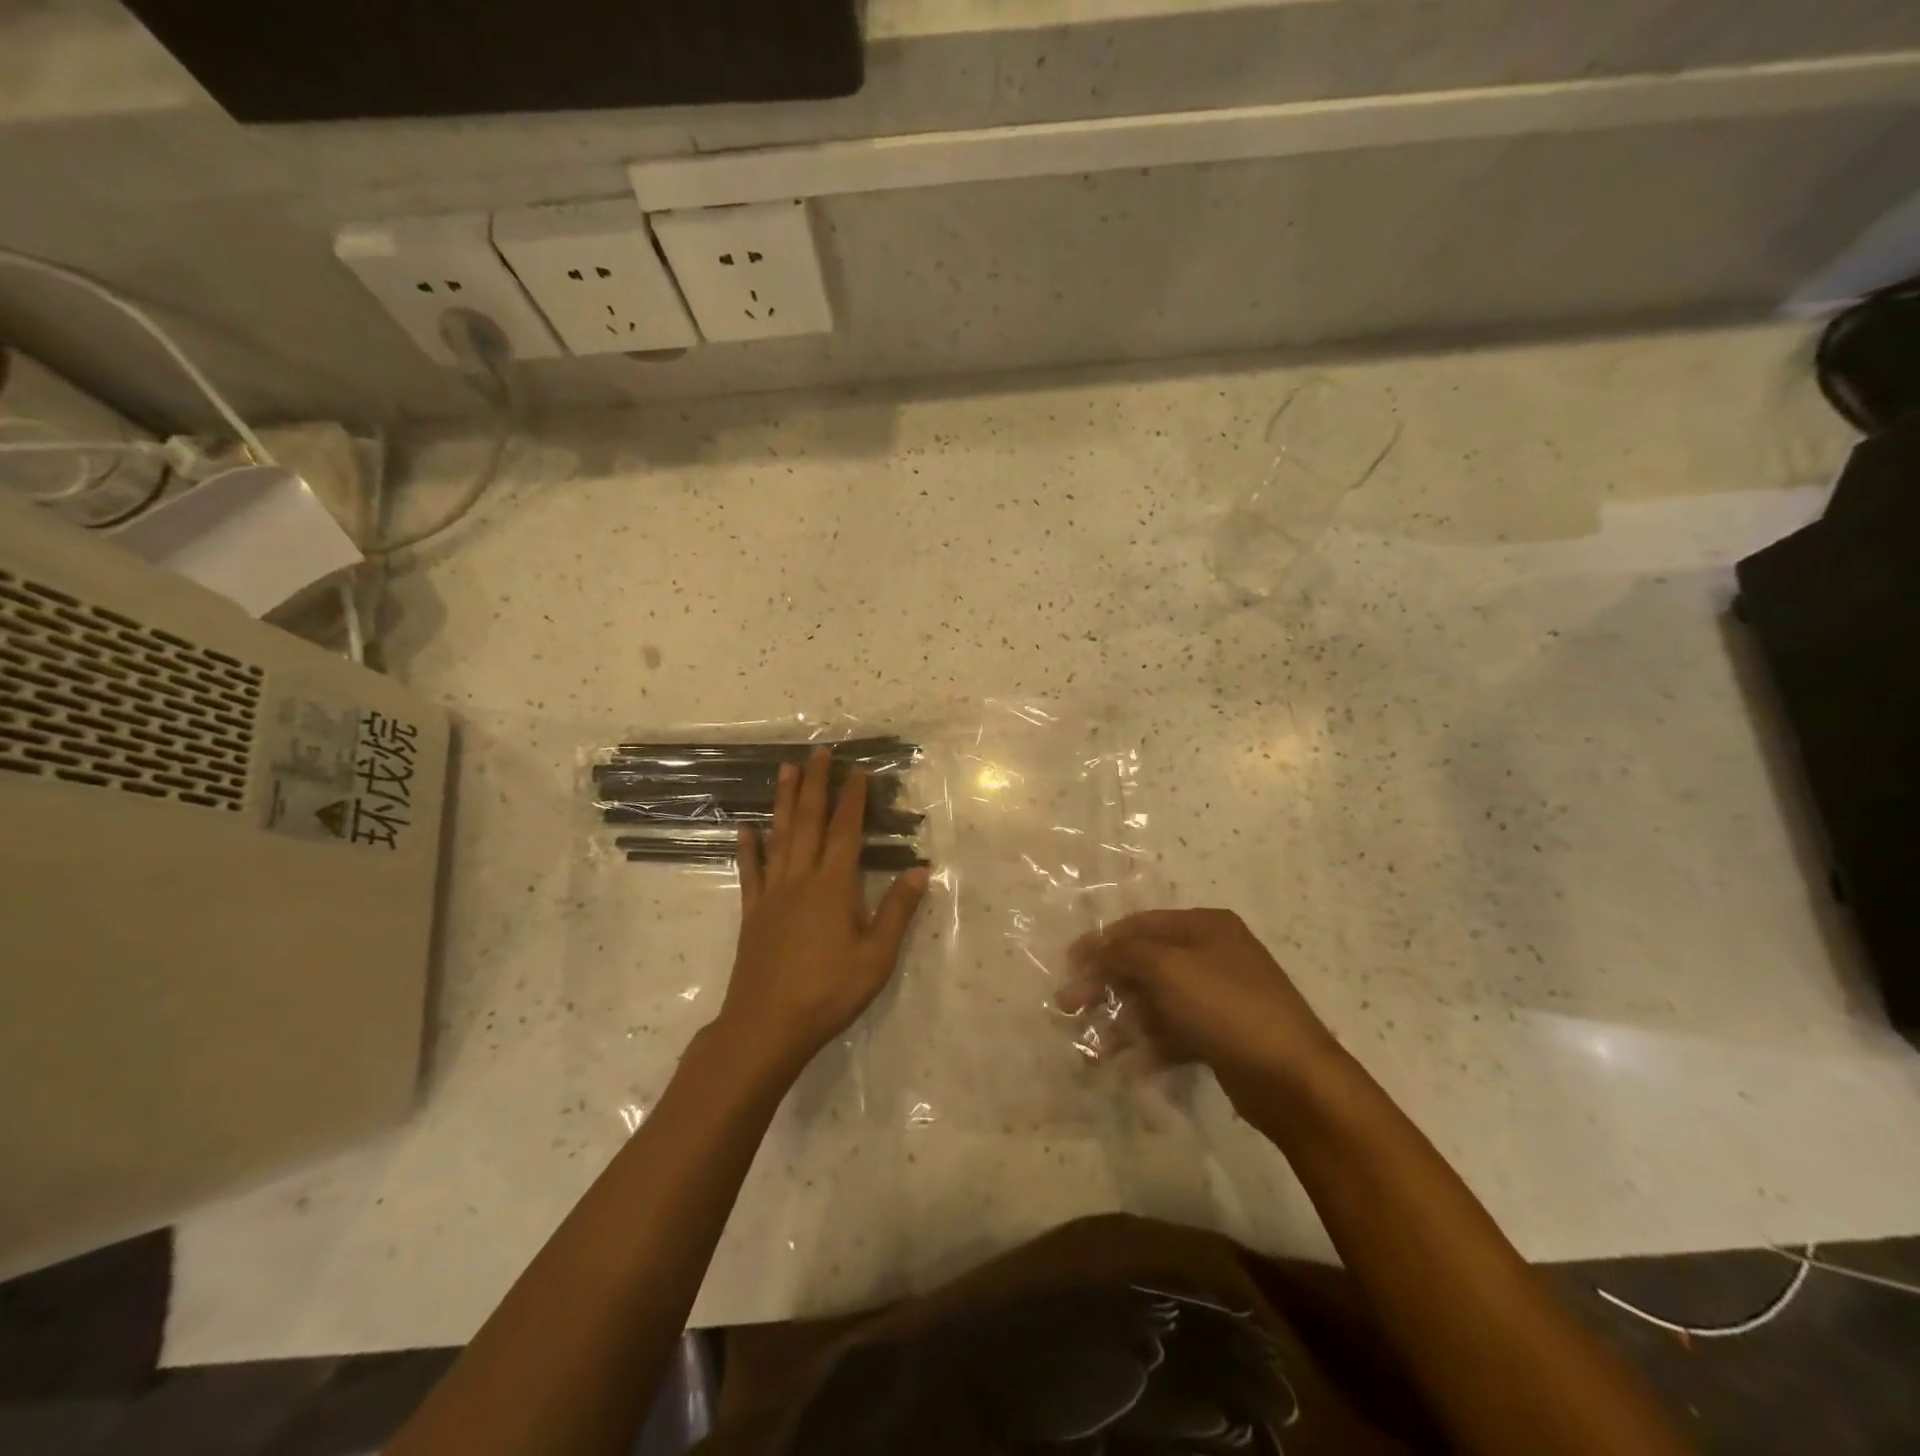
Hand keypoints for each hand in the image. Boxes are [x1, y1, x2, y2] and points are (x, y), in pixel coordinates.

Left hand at [716, 747, 929, 1076]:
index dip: (853, 799)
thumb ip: (897, 911)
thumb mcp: (876, 957)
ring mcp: (772, 894)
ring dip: (784, 802)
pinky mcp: (752, 913)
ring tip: (785, 770)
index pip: (846, 832)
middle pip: (809, 822)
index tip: (858, 770)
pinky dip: (748, 849)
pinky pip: (750, 872)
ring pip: (779, 837)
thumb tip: (921, 869)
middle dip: (816, 784)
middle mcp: (801, 879)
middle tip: (818, 752)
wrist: (766, 1026)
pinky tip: (745, 830)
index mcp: (834, 886)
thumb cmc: (828, 992)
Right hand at [1058, 908, 1341, 1106]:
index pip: (1140, 925)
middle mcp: (1211, 954)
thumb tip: (1092, 947)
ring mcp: (1217, 997)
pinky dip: (1149, 1047)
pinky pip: (1173, 1033)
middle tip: (1068, 1007)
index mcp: (1204, 926)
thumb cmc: (1227, 1007)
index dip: (1101, 943)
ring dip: (1122, 1023)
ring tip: (1094, 1050)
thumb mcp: (1168, 969)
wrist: (1294, 1079)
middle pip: (1144, 965)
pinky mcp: (1220, 1036)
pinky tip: (1129, 1067)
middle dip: (1105, 987)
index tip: (1068, 964)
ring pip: (1155, 1003)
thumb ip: (1123, 953)